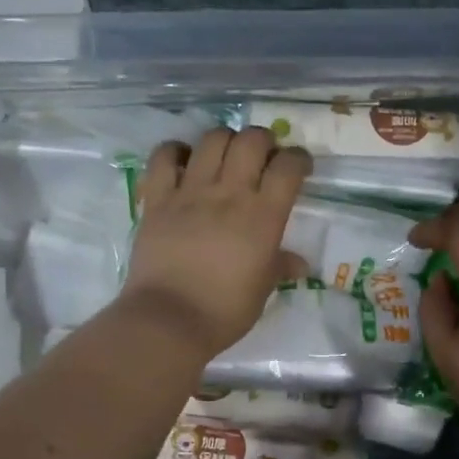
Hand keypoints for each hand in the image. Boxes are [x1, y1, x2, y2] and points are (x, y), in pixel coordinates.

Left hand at [116, 126, 311, 358]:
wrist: (169, 320)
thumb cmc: (225, 310)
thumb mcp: (262, 290)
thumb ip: (280, 267)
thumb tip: (299, 264)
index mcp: (264, 217)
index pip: (289, 167)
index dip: (298, 160)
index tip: (299, 168)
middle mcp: (230, 194)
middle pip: (252, 140)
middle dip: (263, 141)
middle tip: (262, 158)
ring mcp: (191, 192)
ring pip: (212, 139)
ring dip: (225, 140)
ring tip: (226, 156)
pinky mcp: (158, 199)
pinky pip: (165, 157)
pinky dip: (176, 151)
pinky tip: (184, 161)